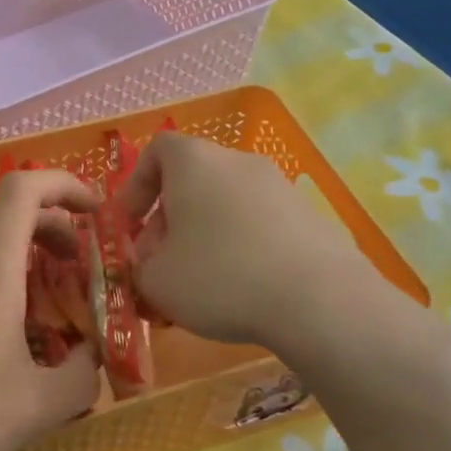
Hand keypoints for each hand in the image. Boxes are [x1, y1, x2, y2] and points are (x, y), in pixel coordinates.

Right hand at [122, 132, 372, 347]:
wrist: (320, 300)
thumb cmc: (219, 276)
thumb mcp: (156, 280)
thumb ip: (138, 267)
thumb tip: (148, 263)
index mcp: (194, 161)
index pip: (156, 151)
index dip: (136, 186)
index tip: (130, 225)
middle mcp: (237, 161)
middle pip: (191, 181)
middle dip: (168, 221)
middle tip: (160, 265)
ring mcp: (279, 186)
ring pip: (225, 205)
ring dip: (205, 236)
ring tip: (200, 283)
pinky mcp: (310, 216)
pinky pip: (259, 225)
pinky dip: (242, 248)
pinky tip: (243, 288)